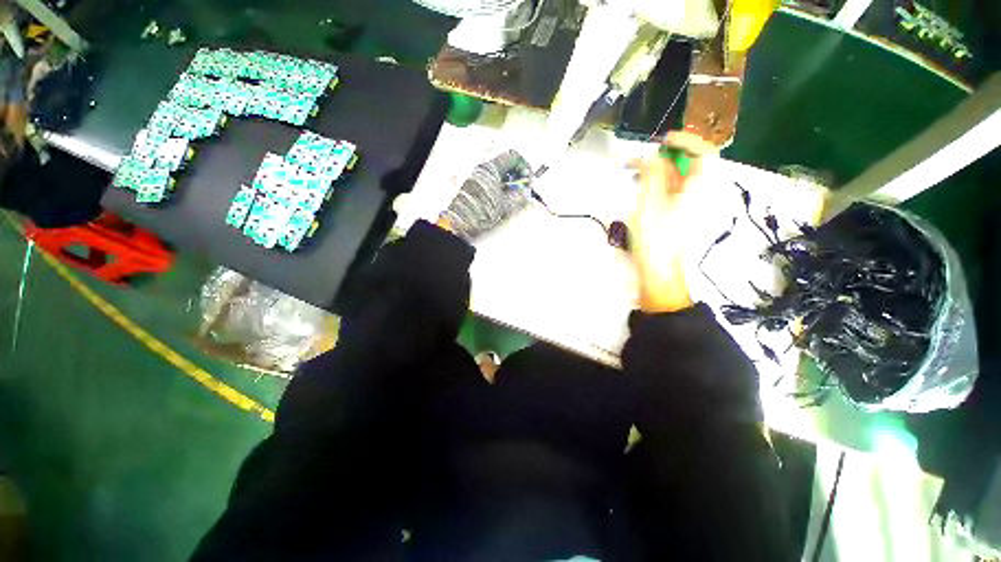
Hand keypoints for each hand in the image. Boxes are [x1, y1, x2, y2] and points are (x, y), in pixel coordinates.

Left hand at [439, 150, 532, 240]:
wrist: (461, 222)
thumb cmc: (482, 213)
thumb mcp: (507, 206)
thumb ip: (522, 197)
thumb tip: (528, 192)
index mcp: (492, 167)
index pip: (514, 156)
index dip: (525, 167)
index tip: (529, 180)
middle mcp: (483, 167)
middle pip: (507, 162)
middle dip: (518, 175)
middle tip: (523, 188)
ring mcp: (477, 174)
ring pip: (499, 171)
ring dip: (510, 181)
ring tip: (513, 196)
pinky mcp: (474, 183)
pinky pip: (492, 178)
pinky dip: (501, 185)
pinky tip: (503, 198)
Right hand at [630, 131, 716, 312]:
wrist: (658, 270)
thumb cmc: (656, 237)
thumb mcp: (650, 201)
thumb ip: (652, 173)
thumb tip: (651, 156)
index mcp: (698, 187)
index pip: (704, 153)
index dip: (686, 141)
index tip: (663, 140)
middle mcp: (695, 193)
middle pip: (686, 165)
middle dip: (663, 157)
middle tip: (639, 161)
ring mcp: (684, 206)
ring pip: (674, 179)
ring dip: (654, 171)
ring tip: (633, 173)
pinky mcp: (673, 216)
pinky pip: (666, 192)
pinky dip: (652, 186)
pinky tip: (638, 190)